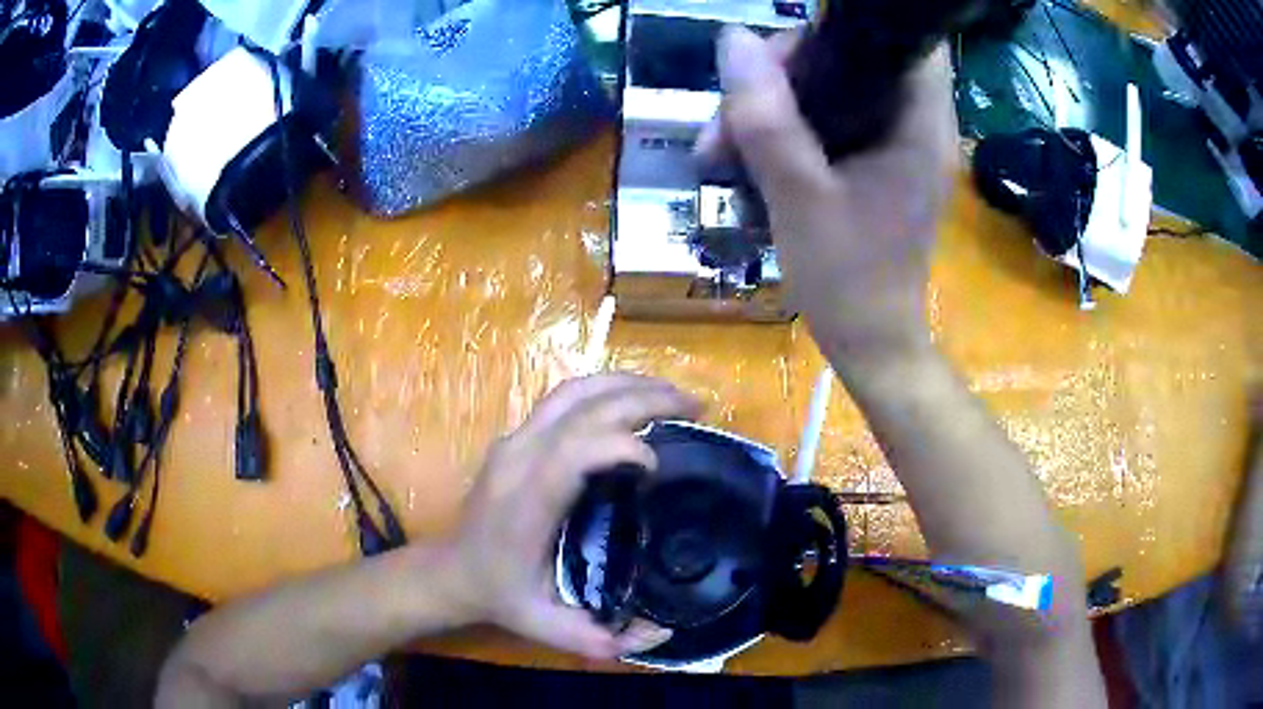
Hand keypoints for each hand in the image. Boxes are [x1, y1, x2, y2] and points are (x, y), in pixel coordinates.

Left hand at [444, 374, 698, 658]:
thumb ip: (599, 638)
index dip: (621, 444)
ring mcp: (514, 440)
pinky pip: (565, 397)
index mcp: (527, 502)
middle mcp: (518, 458)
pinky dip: (607, 389)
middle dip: (644, 397)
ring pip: (573, 390)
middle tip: (695, 405)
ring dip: (628, 383)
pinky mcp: (516, 435)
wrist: (452, 570)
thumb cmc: (501, 594)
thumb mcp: (546, 626)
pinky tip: (636, 399)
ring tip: (673, 393)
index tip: (659, 464)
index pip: (572, 450)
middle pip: (582, 405)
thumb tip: (663, 633)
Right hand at [697, 28, 958, 365]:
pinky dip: (783, 130)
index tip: (788, 54)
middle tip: (732, 111)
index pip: (902, 38)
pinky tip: (741, 159)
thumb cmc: (848, 279)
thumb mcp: (799, 197)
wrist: (870, 344)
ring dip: (771, 106)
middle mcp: (913, 123)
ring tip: (717, 149)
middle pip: (851, 59)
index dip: (846, 30)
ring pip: (829, 90)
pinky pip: (825, 122)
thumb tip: (733, 41)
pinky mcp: (872, 163)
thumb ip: (767, 118)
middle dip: (784, 73)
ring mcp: (892, 144)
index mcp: (918, 124)